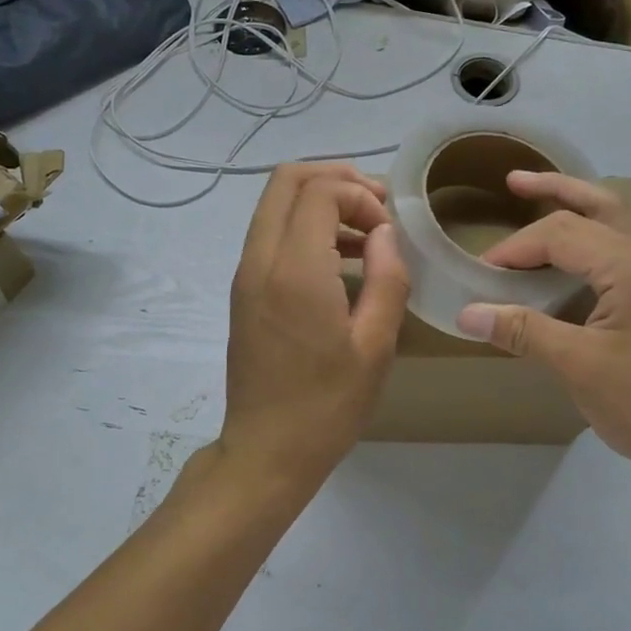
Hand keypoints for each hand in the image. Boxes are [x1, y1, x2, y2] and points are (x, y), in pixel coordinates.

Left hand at [220, 164, 409, 496]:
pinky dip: (304, 226)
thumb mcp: (375, 346)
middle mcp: (260, 259)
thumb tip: (385, 233)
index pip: (319, 190)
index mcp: (295, 270)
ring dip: (320, 201)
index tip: (388, 231)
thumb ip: (387, 278)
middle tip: (376, 207)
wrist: (266, 451)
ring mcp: (245, 273)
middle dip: (336, 179)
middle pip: (287, 180)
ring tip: (366, 233)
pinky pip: (271, 233)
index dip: (361, 195)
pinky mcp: (243, 290)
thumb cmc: (327, 406)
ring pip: (275, 203)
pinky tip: (341, 260)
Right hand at [455, 172, 630, 507]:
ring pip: (615, 224)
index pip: (562, 234)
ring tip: (537, 200)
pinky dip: (590, 242)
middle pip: (597, 207)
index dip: (516, 248)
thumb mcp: (578, 366)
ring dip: (576, 209)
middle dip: (553, 190)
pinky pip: (622, 251)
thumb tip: (467, 313)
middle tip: (513, 181)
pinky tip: (568, 258)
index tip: (483, 272)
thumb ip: (523, 331)